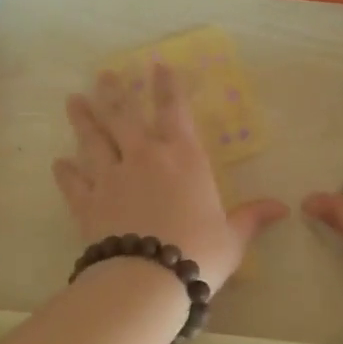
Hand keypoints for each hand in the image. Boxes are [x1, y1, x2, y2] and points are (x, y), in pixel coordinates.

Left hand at [54, 64, 287, 292]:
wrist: (147, 279)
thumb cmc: (198, 253)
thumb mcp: (232, 237)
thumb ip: (252, 217)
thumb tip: (283, 207)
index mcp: (183, 158)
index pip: (174, 110)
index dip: (166, 85)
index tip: (157, 64)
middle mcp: (144, 157)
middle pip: (124, 117)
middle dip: (114, 92)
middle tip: (103, 74)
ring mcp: (111, 177)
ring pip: (93, 140)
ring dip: (83, 119)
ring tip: (74, 101)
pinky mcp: (87, 202)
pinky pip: (74, 182)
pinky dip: (66, 172)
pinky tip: (59, 163)